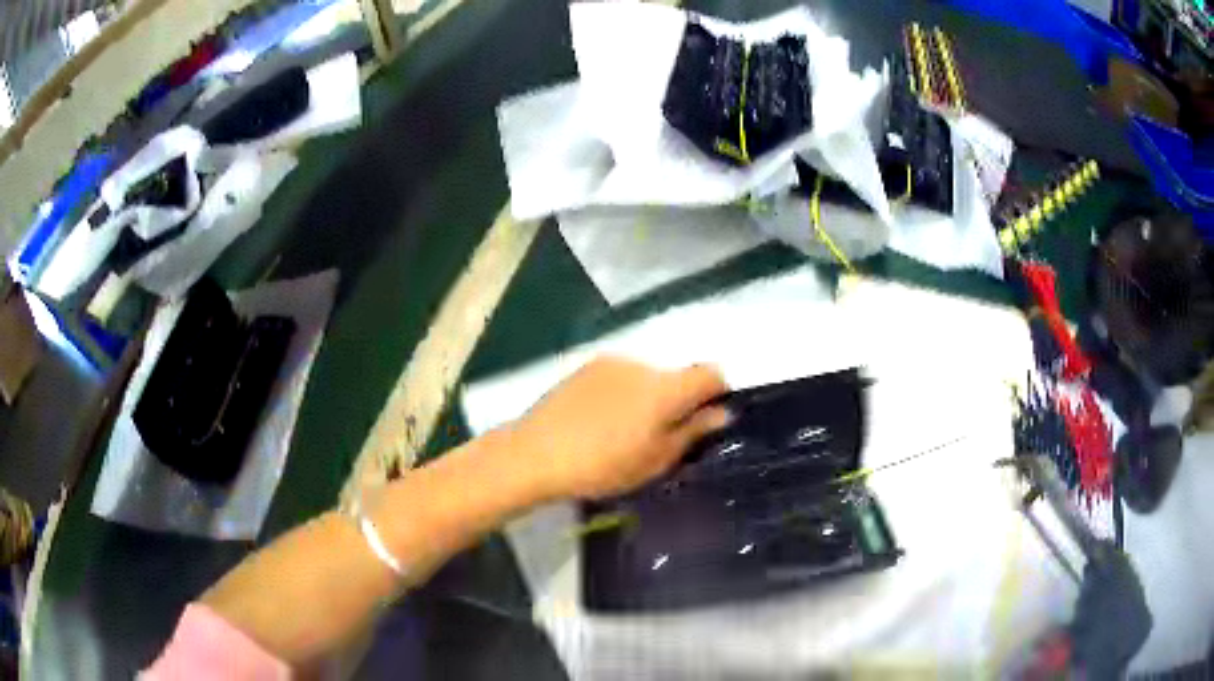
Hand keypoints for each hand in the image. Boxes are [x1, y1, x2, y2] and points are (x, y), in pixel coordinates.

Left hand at [510, 356, 730, 500]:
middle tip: (659, 436)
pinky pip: (620, 376)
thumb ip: (692, 432)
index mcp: (666, 388)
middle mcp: (643, 365)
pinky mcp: (586, 367)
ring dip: (647, 396)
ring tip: (622, 430)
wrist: (536, 453)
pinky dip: (622, 392)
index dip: (716, 393)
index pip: (711, 373)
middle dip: (677, 400)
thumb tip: (721, 412)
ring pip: (646, 376)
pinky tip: (599, 419)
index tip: (705, 420)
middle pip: (676, 376)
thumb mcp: (656, 459)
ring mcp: (612, 362)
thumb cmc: (603, 465)